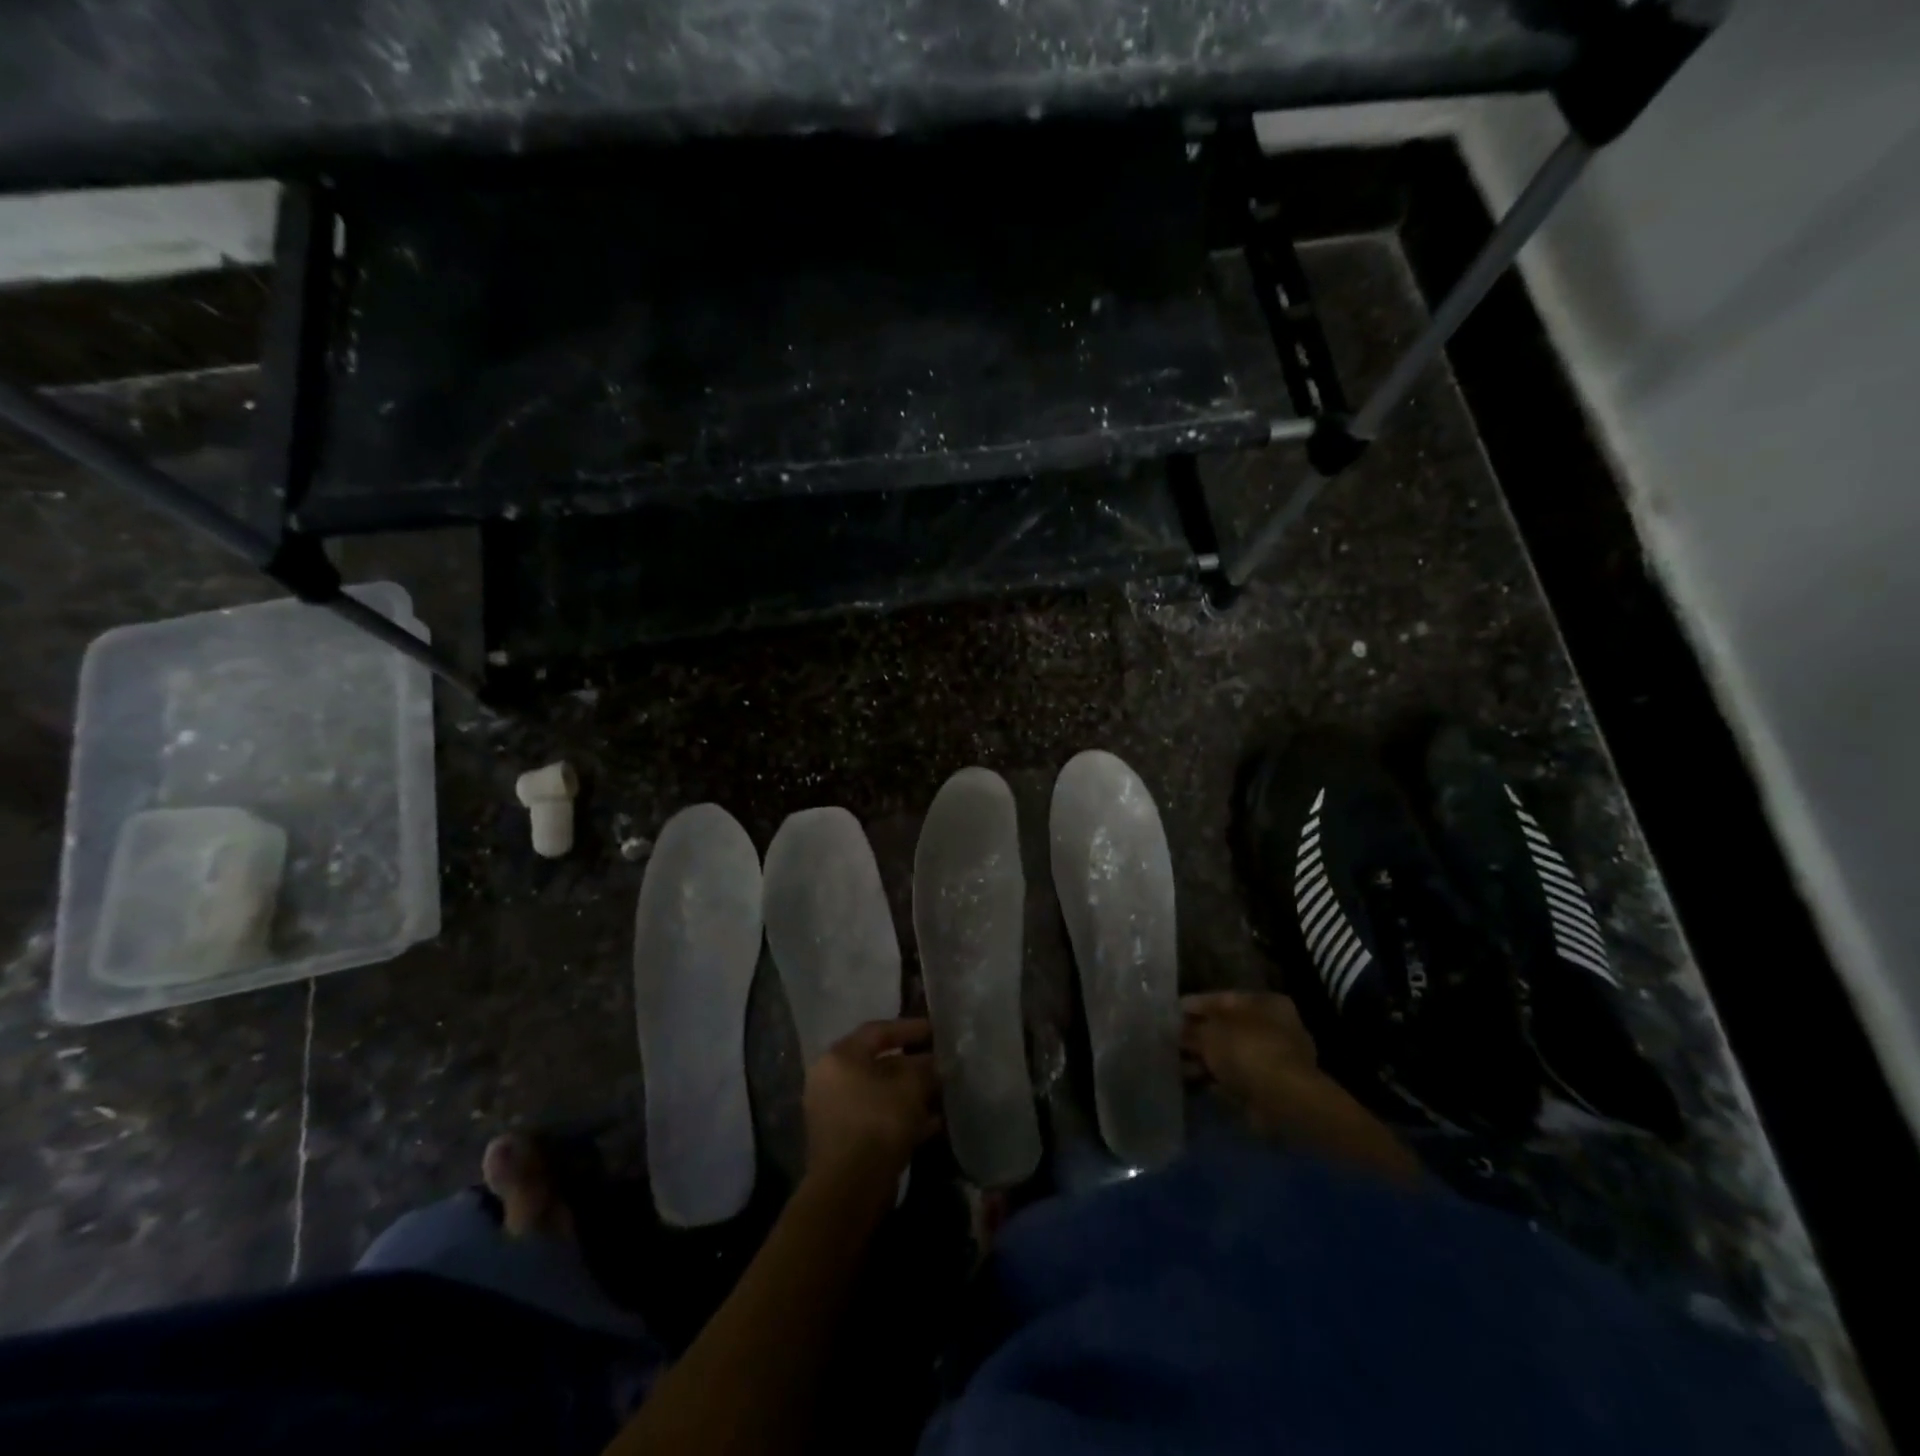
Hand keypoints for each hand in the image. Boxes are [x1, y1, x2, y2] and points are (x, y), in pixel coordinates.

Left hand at [803, 1018, 941, 1196]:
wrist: (849, 1189)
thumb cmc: (878, 1122)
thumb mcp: (910, 1087)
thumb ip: (925, 1068)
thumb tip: (935, 1063)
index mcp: (840, 1057)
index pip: (878, 1031)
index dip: (909, 1028)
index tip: (936, 1031)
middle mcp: (831, 1079)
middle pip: (878, 1063)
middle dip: (913, 1065)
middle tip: (941, 1064)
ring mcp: (834, 1112)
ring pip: (880, 1094)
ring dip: (910, 1094)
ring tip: (943, 1094)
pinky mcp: (844, 1141)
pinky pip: (877, 1118)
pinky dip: (902, 1118)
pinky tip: (933, 1123)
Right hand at [1180, 991, 1322, 1131]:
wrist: (1283, 1100)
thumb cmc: (1246, 1050)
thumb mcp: (1209, 1032)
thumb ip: (1191, 1029)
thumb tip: (1177, 1030)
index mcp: (1266, 1003)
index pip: (1224, 999)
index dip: (1196, 1005)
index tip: (1172, 1013)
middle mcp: (1276, 1027)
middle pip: (1228, 1028)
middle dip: (1200, 1036)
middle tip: (1173, 1042)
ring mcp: (1277, 1060)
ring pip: (1232, 1055)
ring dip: (1208, 1060)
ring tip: (1180, 1066)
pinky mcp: (1273, 1089)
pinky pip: (1239, 1078)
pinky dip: (1220, 1080)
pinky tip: (1199, 1084)